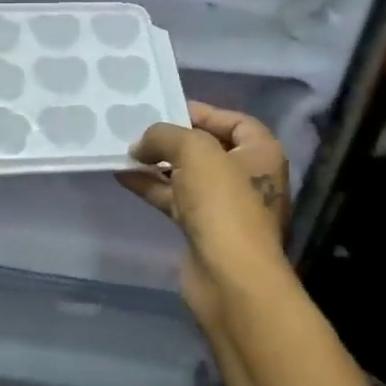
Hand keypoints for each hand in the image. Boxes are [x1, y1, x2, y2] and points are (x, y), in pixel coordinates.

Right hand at [116, 102, 291, 341]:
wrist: (230, 278)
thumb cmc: (223, 204)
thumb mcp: (195, 151)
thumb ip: (165, 135)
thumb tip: (140, 145)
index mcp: (261, 152)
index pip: (234, 121)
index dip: (202, 112)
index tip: (165, 107)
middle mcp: (248, 176)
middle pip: (208, 148)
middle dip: (173, 138)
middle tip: (138, 128)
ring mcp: (225, 206)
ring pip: (187, 175)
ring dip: (157, 163)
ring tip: (124, 150)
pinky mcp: (203, 230)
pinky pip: (175, 199)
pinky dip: (152, 187)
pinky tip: (123, 176)